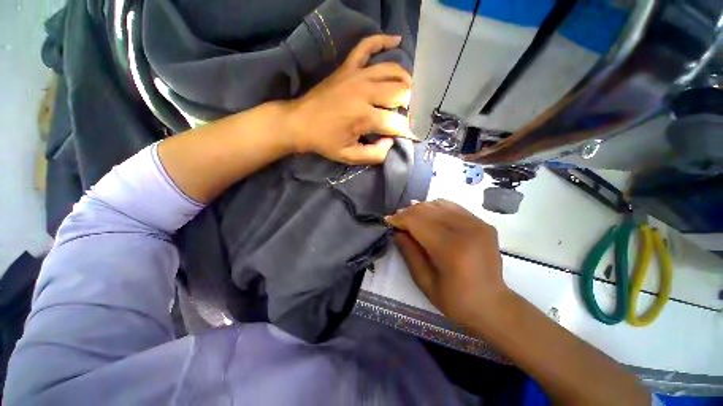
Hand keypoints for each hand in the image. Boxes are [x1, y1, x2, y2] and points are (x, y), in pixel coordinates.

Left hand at [284, 34, 416, 164]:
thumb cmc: (325, 142)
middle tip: (405, 114)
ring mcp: (356, 76)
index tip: (409, 135)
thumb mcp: (349, 157)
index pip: (396, 123)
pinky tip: (396, 40)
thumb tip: (391, 142)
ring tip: (407, 91)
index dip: (406, 131)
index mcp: (364, 118)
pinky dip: (382, 40)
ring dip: (404, 80)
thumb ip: (374, 155)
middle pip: (399, 93)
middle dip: (408, 105)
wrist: (299, 123)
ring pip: (391, 70)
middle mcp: (365, 92)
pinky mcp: (347, 67)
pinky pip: (367, 46)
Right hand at [385, 200, 507, 325]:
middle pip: (428, 210)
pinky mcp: (483, 223)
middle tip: (397, 219)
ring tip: (410, 215)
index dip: (400, 218)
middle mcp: (466, 230)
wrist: (493, 305)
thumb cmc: (455, 300)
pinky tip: (428, 213)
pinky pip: (453, 207)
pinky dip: (436, 207)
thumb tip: (396, 232)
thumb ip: (409, 253)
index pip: (418, 221)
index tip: (388, 221)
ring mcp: (477, 224)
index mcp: (451, 249)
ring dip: (421, 208)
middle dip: (408, 212)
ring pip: (440, 204)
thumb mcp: (425, 281)